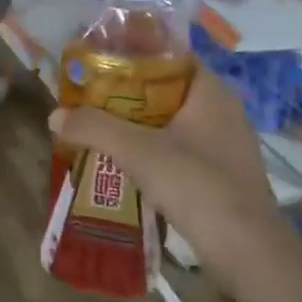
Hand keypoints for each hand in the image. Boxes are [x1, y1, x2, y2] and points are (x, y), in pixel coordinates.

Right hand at [51, 70, 280, 249]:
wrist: (247, 250)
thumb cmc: (196, 184)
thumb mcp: (137, 151)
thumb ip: (94, 128)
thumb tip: (55, 116)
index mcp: (210, 92)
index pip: (170, 54)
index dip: (135, 51)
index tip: (100, 57)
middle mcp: (222, 111)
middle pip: (167, 88)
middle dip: (128, 91)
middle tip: (90, 95)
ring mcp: (224, 144)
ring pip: (172, 120)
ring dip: (138, 122)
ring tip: (100, 126)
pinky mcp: (221, 174)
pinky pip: (179, 147)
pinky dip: (152, 148)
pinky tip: (126, 161)